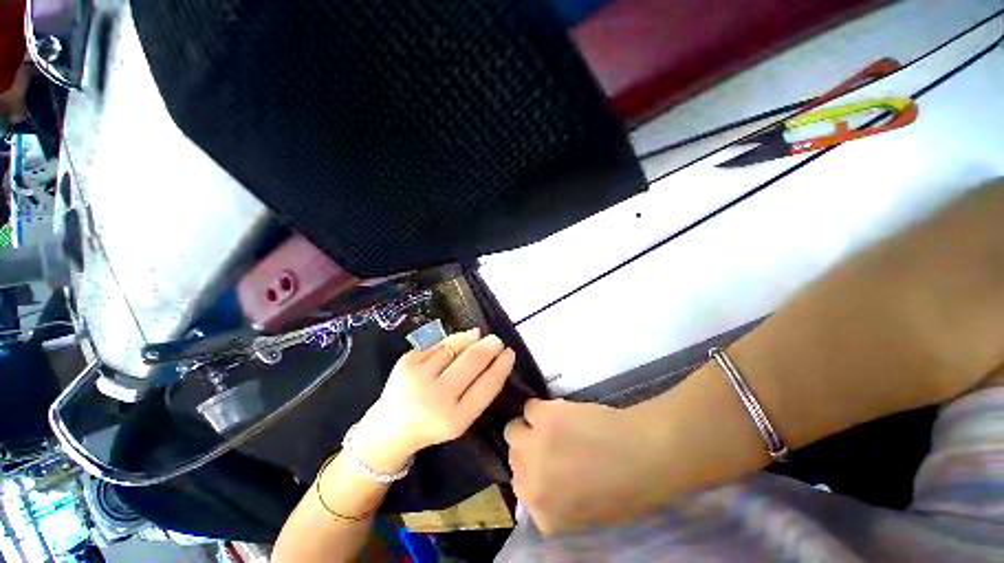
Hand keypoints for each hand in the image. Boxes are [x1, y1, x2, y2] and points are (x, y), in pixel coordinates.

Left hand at [353, 329, 515, 472]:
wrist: (388, 429)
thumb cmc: (432, 424)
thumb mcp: (460, 418)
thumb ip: (478, 389)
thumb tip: (489, 349)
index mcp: (454, 420)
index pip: (488, 385)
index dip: (502, 365)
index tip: (510, 352)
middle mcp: (436, 398)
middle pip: (473, 360)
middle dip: (490, 346)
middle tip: (496, 340)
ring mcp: (418, 377)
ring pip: (456, 346)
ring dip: (471, 339)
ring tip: (477, 339)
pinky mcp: (406, 362)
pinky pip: (439, 344)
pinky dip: (452, 342)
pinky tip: (454, 347)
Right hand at [505, 399, 666, 533]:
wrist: (642, 457)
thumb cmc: (621, 488)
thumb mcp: (582, 510)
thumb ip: (552, 499)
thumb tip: (537, 477)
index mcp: (542, 512)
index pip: (519, 487)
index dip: (531, 471)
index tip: (543, 462)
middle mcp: (530, 482)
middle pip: (514, 457)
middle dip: (528, 448)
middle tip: (547, 441)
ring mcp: (534, 446)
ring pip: (513, 429)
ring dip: (530, 426)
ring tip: (550, 424)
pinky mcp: (544, 418)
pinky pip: (530, 407)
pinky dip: (543, 408)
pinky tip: (561, 412)